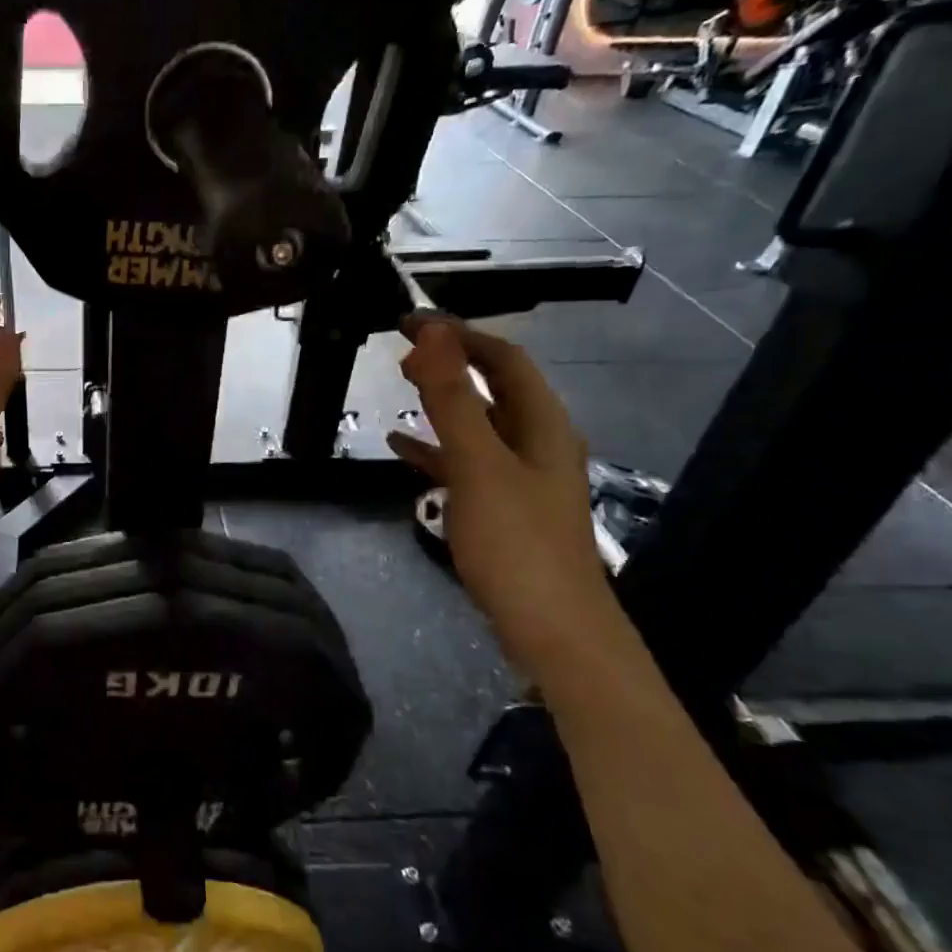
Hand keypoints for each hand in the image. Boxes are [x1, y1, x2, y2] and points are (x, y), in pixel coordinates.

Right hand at [386, 315, 620, 670]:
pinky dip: (435, 450)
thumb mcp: (478, 465)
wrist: (552, 630)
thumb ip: (453, 399)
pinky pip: (466, 464)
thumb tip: (433, 334)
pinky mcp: (504, 510)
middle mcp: (537, 444)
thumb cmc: (516, 543)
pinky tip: (403, 451)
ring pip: (479, 425)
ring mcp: (521, 479)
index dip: (460, 334)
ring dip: (442, 403)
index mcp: (541, 425)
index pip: (504, 358)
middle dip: (451, 364)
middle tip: (401, 354)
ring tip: (399, 390)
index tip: (411, 321)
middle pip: (495, 387)